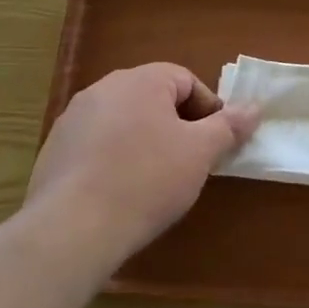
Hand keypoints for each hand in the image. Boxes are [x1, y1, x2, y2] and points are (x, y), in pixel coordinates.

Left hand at [27, 64, 257, 260]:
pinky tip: (121, 191)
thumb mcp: (200, 153)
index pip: (185, 80)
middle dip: (177, 126)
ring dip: (145, 141)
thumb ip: (229, 126)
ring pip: (124, 121)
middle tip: (190, 161)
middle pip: (153, 98)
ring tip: (156, 180)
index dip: (208, 109)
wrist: (73, 228)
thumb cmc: (147, 180)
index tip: (216, 143)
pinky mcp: (54, 149)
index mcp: (140, 80)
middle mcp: (103, 89)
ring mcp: (73, 119)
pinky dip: (115, 159)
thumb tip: (254, 107)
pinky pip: (97, 144)